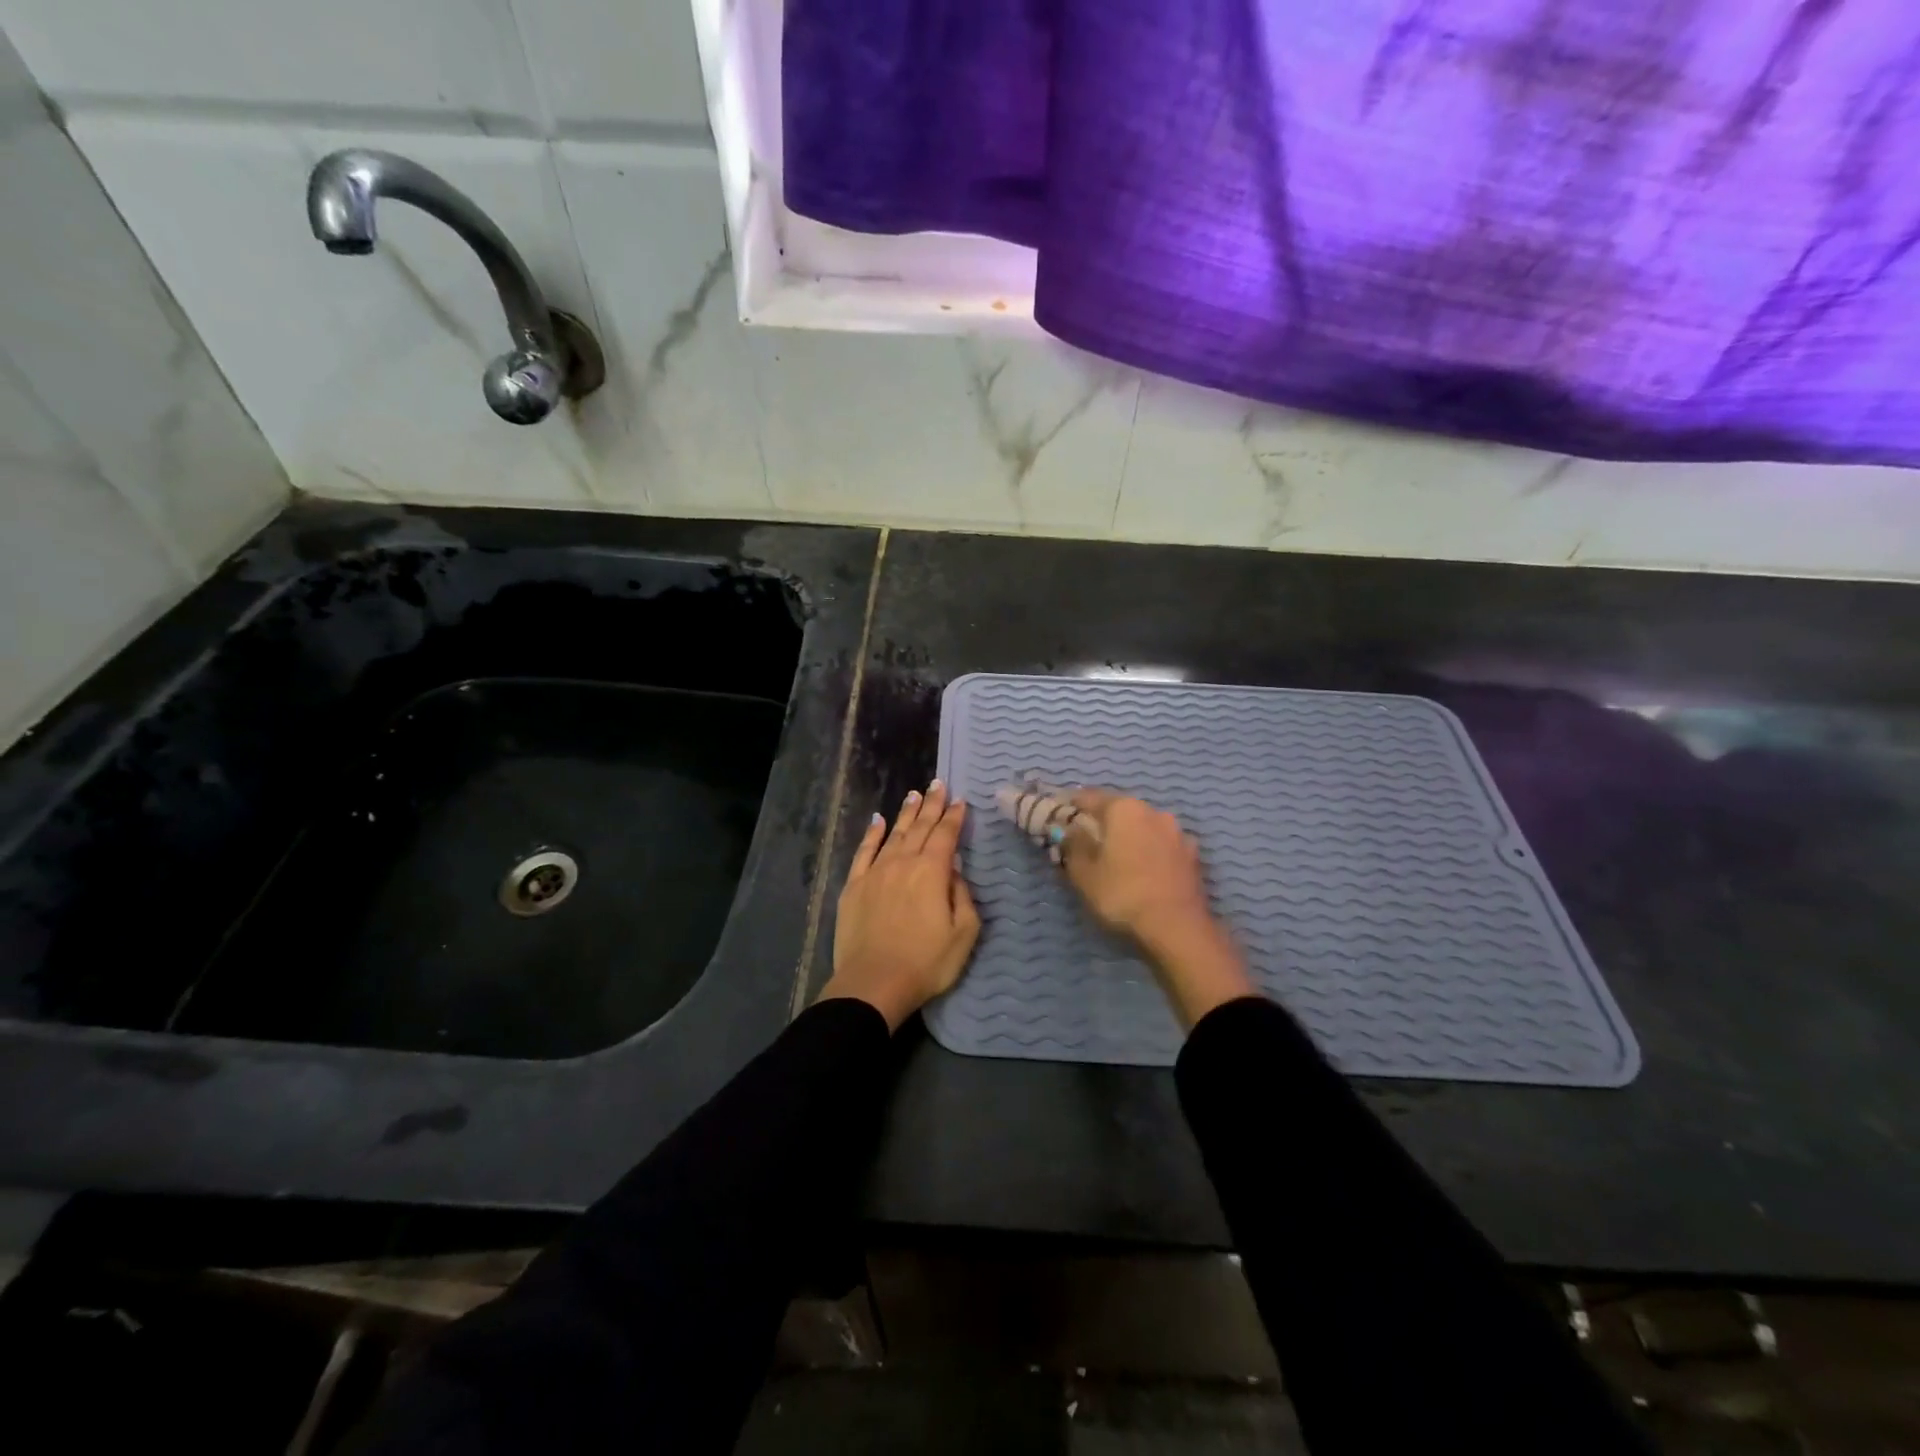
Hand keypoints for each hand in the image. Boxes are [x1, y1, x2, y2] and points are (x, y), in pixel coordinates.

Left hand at [820, 780, 980, 1031]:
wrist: (874, 983)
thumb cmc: (926, 963)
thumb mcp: (963, 934)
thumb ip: (963, 897)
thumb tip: (954, 871)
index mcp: (932, 872)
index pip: (945, 835)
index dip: (953, 816)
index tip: (959, 800)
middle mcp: (903, 862)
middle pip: (920, 827)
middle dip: (931, 805)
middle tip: (937, 784)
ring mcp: (875, 872)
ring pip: (894, 834)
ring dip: (905, 813)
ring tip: (914, 794)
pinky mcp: (854, 885)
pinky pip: (864, 851)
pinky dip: (872, 834)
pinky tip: (877, 820)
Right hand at [1059, 789, 1254, 1028]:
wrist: (1177, 928)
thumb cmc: (1122, 894)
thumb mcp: (1083, 873)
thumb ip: (1073, 845)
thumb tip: (1070, 828)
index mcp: (1124, 809)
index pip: (1089, 797)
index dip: (1070, 805)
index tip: (1057, 815)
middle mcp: (1153, 811)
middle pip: (1118, 810)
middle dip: (1101, 821)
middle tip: (1084, 838)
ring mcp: (1177, 832)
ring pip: (1142, 827)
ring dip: (1127, 836)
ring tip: (1114, 856)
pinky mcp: (1192, 855)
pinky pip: (1161, 845)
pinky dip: (1148, 851)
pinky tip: (1141, 869)